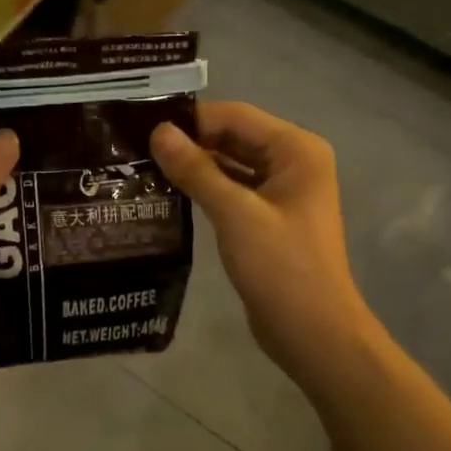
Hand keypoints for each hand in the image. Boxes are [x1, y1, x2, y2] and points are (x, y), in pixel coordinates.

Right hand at [151, 102, 377, 387]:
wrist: (313, 334)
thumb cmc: (281, 267)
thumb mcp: (234, 213)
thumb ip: (196, 169)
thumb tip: (158, 131)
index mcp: (296, 150)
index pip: (236, 116)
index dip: (191, 120)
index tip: (144, 128)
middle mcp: (293, 162)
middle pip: (234, 137)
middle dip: (190, 142)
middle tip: (137, 148)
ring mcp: (282, 191)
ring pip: (231, 163)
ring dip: (195, 165)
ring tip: (145, 167)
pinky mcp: (269, 217)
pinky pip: (233, 189)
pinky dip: (205, 188)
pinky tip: (170, 193)